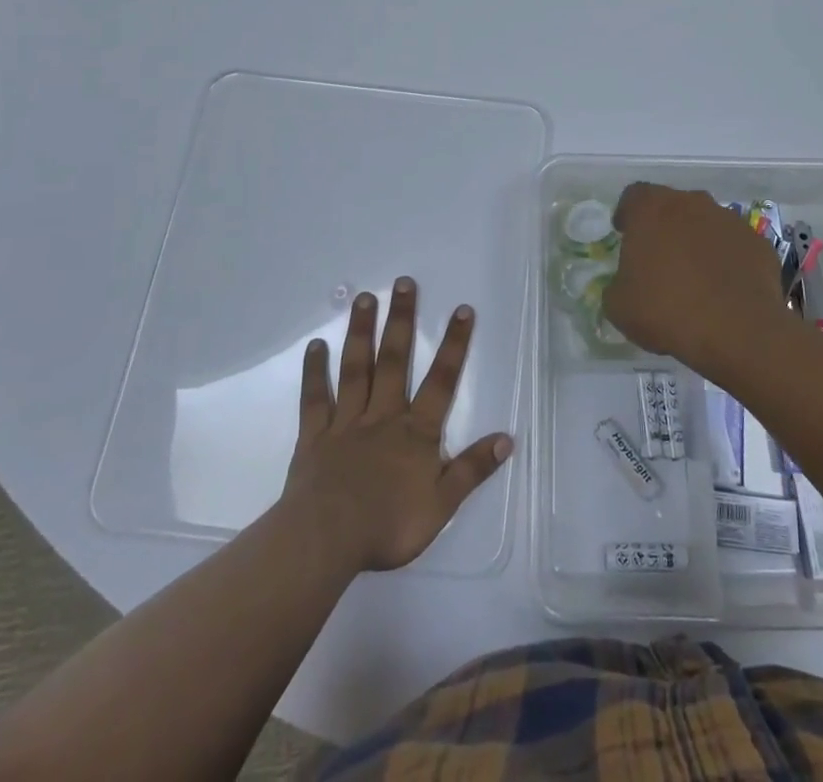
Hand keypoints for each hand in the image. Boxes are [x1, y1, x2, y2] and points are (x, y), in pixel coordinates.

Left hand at [281, 277, 513, 573]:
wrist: (327, 540)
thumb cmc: (388, 525)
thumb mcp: (442, 504)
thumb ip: (473, 469)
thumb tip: (507, 438)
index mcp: (416, 431)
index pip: (442, 381)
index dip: (454, 345)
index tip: (462, 309)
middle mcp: (383, 415)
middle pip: (395, 360)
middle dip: (402, 320)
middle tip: (404, 282)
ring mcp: (347, 422)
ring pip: (356, 369)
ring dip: (361, 332)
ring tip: (364, 298)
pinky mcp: (315, 435)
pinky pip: (315, 398)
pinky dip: (315, 372)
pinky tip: (316, 345)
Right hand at [603, 183, 797, 375]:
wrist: (738, 331)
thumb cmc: (667, 310)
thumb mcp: (619, 306)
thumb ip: (617, 285)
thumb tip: (625, 285)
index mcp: (652, 209)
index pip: (634, 196)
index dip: (627, 214)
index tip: (625, 235)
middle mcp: (692, 203)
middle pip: (672, 206)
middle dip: (664, 227)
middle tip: (658, 259)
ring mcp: (729, 220)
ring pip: (706, 223)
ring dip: (697, 242)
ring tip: (694, 277)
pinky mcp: (758, 243)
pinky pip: (734, 245)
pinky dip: (726, 259)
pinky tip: (723, 289)